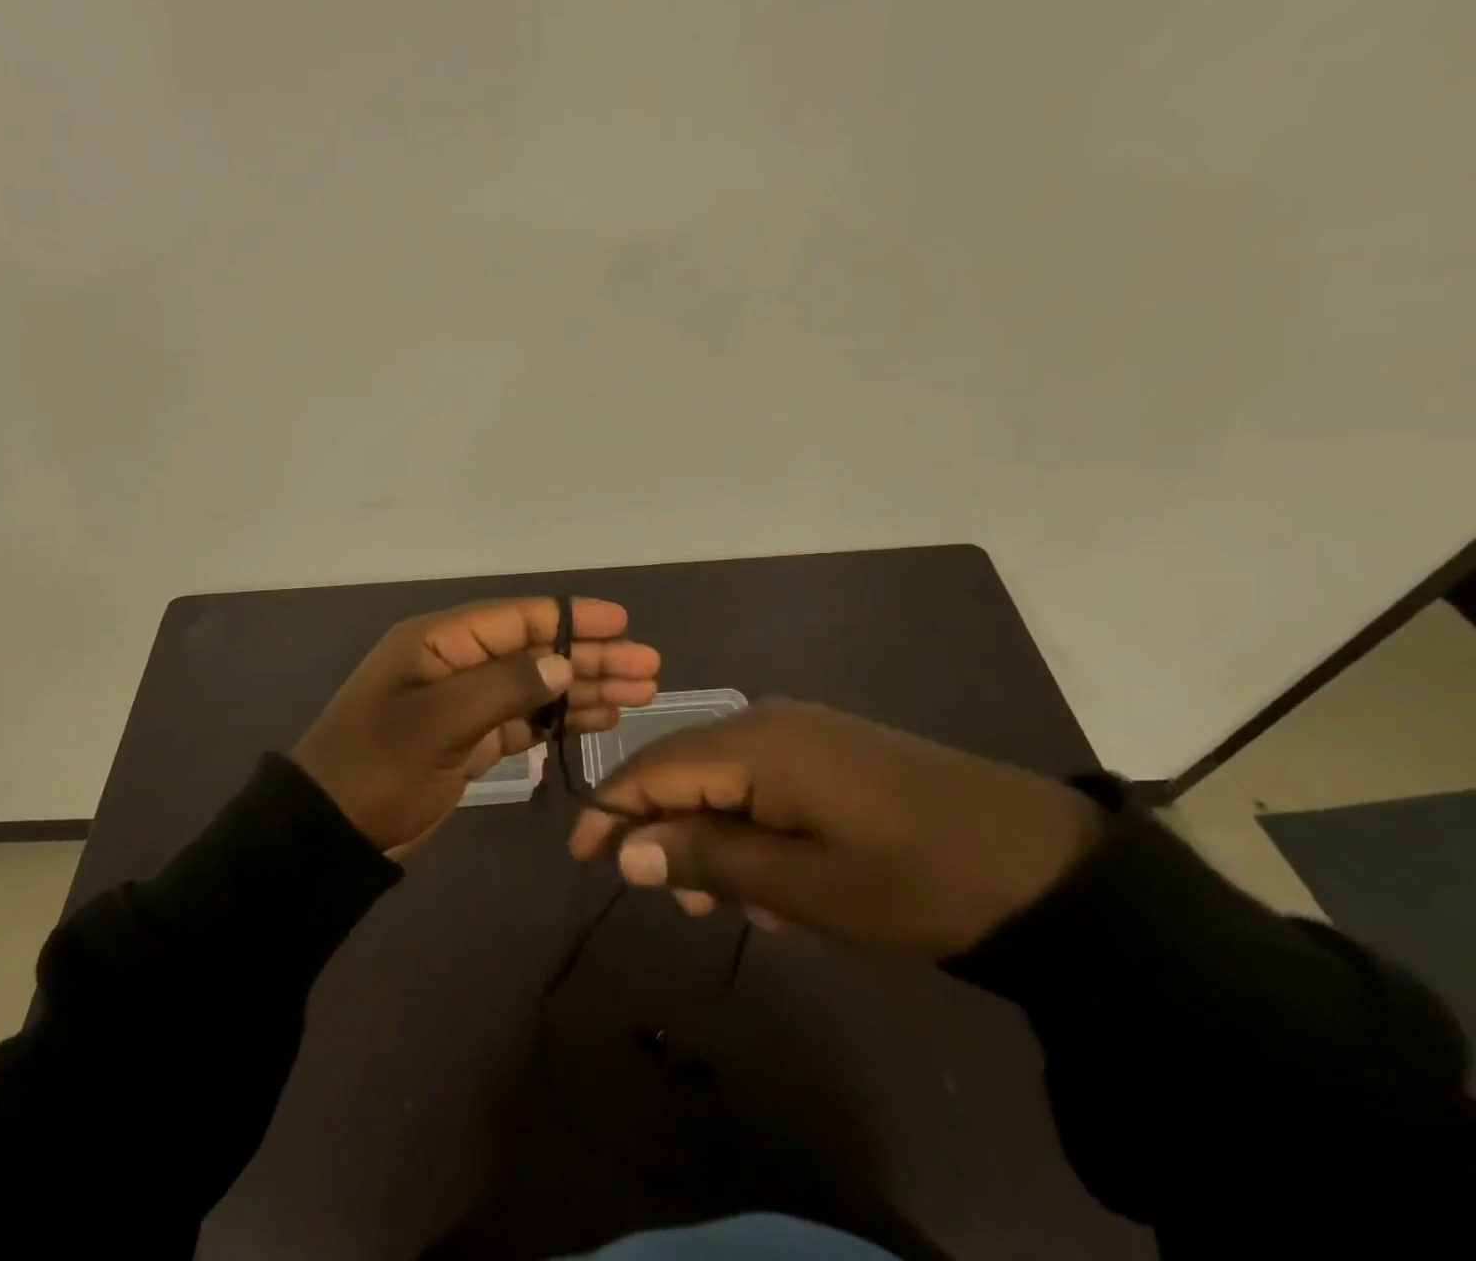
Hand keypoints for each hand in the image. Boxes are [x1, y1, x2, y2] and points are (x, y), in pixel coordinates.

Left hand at [294, 597, 660, 854]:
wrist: (330, 835)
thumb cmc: (378, 768)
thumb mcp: (438, 722)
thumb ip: (504, 687)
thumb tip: (564, 663)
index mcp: (440, 642)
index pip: (517, 618)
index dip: (571, 617)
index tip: (621, 622)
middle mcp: (457, 663)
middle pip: (536, 651)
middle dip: (591, 657)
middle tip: (648, 667)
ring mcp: (465, 702)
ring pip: (537, 686)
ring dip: (585, 688)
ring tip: (640, 693)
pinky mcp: (471, 739)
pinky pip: (526, 720)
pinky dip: (562, 718)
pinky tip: (601, 719)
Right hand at [567, 700, 1102, 957]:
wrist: (1040, 864)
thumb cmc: (913, 879)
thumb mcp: (803, 885)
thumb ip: (706, 858)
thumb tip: (626, 850)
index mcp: (754, 744)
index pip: (652, 768)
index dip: (611, 810)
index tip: (582, 857)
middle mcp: (767, 720)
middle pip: (682, 768)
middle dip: (663, 829)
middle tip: (668, 897)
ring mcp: (801, 730)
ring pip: (721, 779)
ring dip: (711, 836)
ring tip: (729, 902)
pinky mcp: (828, 749)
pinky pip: (761, 780)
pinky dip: (749, 826)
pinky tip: (774, 878)